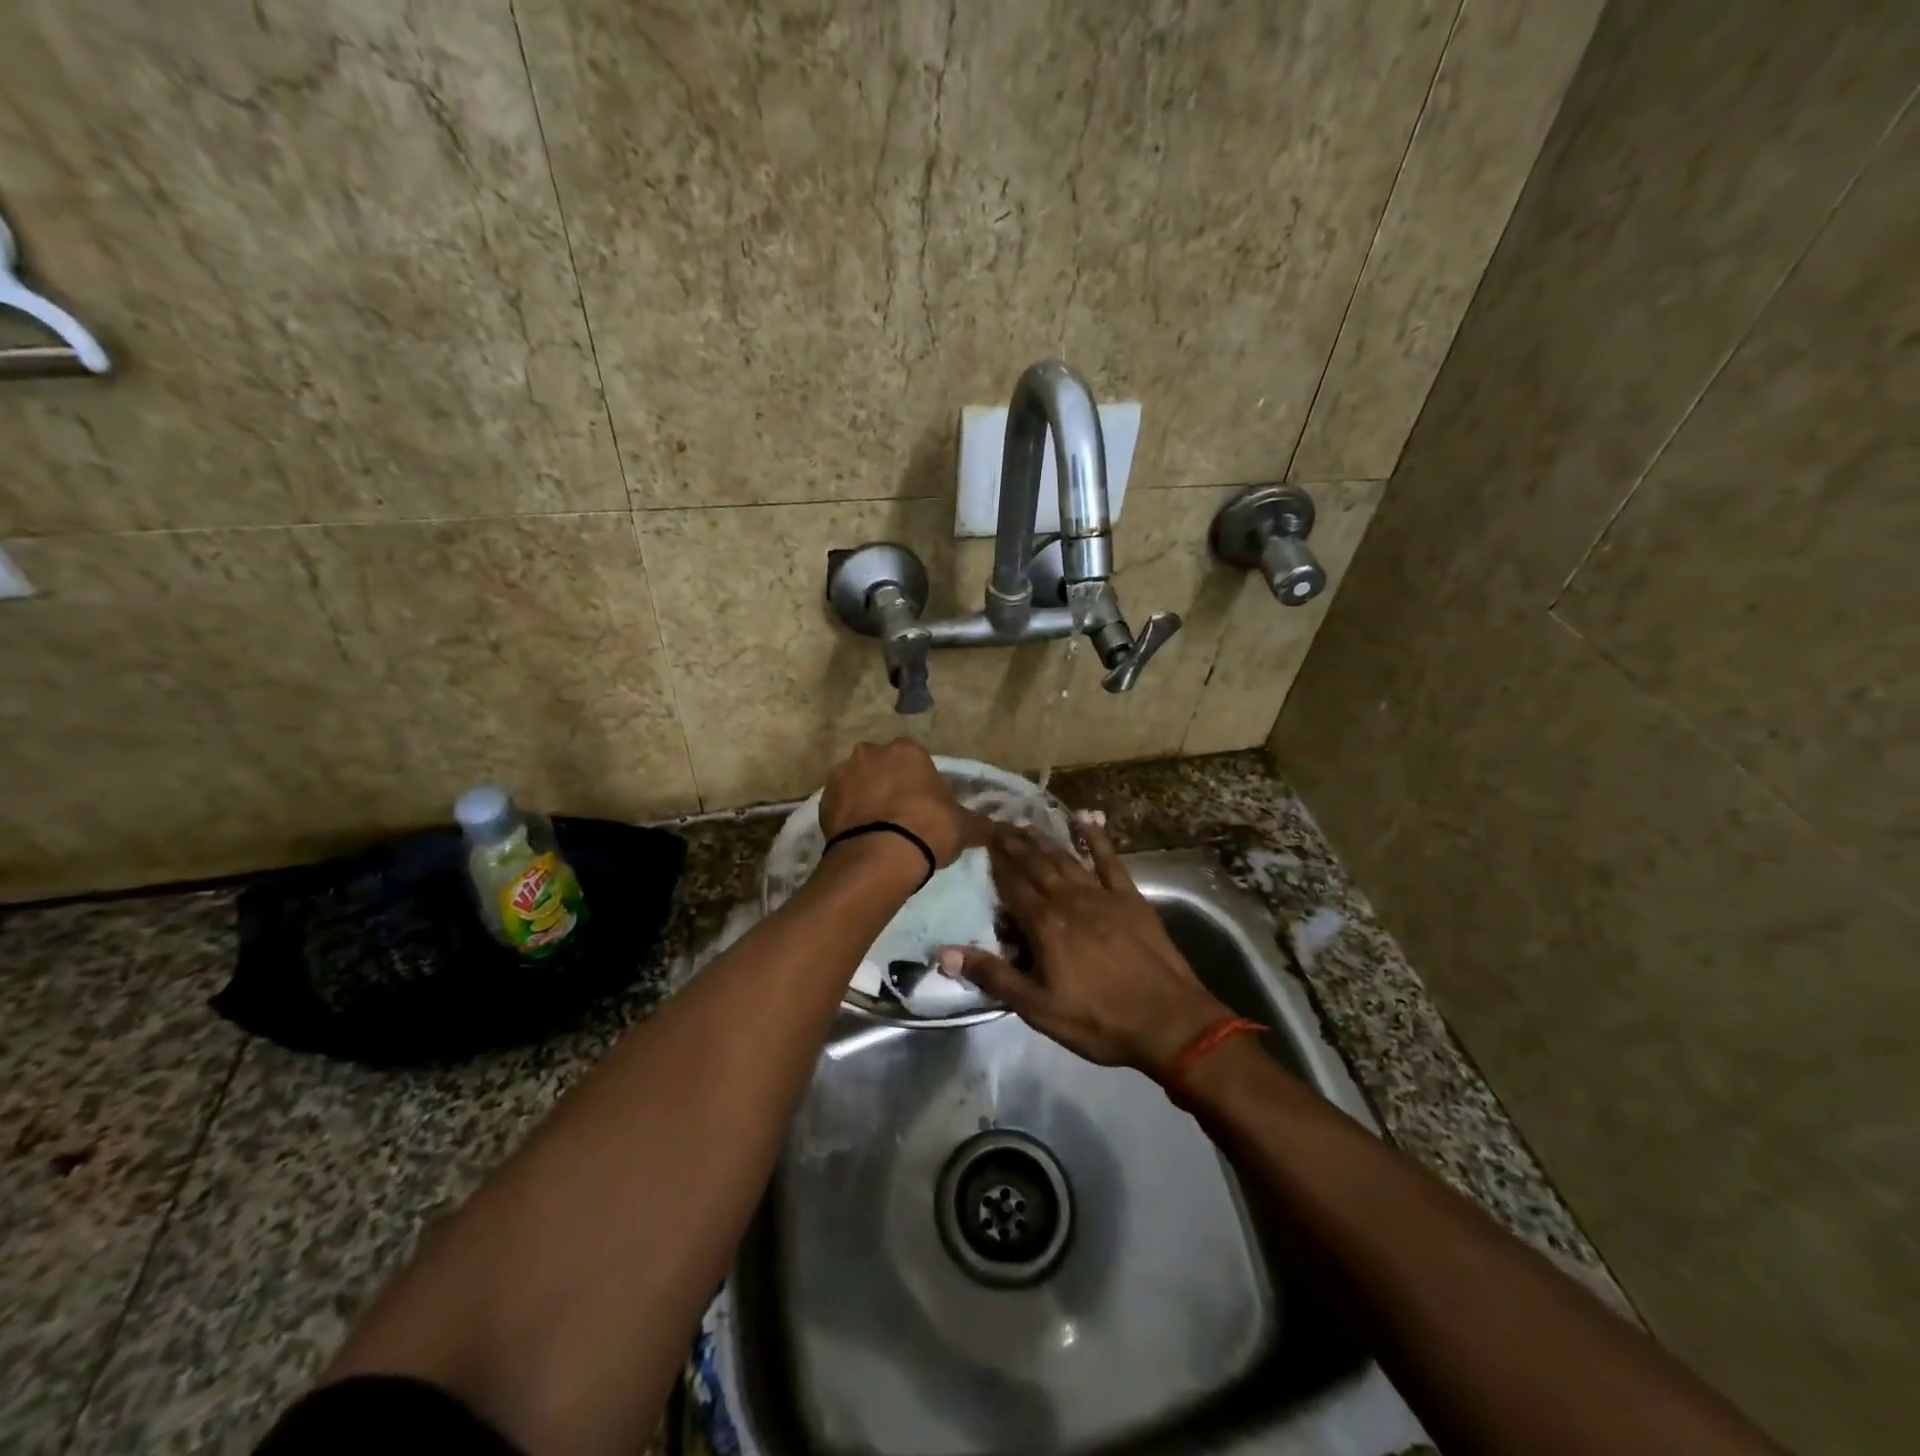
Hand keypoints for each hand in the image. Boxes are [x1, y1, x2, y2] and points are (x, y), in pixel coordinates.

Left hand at [819, 739, 980, 870]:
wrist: (881, 855)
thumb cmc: (928, 829)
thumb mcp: (965, 827)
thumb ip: (980, 823)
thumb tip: (998, 829)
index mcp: (907, 750)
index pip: (914, 760)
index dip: (919, 783)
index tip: (924, 806)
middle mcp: (871, 752)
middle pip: (882, 766)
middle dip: (888, 785)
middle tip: (900, 817)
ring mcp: (842, 774)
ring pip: (857, 783)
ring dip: (865, 799)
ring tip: (877, 830)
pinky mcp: (822, 800)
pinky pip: (840, 805)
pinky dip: (848, 817)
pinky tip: (860, 838)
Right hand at [940, 819, 1232, 1076]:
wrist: (1170, 1022)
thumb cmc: (1099, 1020)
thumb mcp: (1038, 1008)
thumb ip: (993, 975)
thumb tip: (944, 951)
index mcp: (1046, 925)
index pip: (1012, 886)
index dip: (995, 863)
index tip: (980, 840)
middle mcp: (1070, 900)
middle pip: (1036, 865)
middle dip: (1015, 844)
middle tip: (998, 823)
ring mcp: (1103, 896)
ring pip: (1066, 859)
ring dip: (1045, 840)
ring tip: (1026, 824)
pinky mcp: (1131, 899)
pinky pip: (1110, 861)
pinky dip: (1097, 839)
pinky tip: (1087, 820)